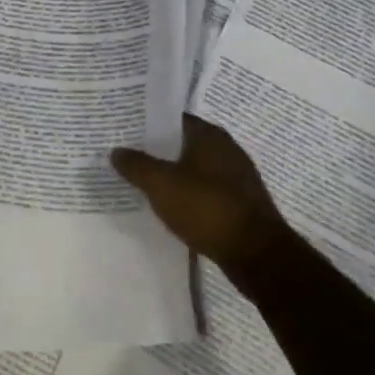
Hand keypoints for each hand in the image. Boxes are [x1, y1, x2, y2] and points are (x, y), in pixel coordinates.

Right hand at [111, 114, 290, 273]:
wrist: (258, 255)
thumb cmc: (207, 209)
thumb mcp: (161, 185)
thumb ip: (136, 165)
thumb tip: (116, 150)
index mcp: (209, 135)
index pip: (172, 118)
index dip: (146, 122)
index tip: (123, 129)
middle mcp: (226, 149)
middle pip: (182, 143)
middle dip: (155, 149)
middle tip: (125, 155)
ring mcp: (235, 177)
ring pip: (193, 168)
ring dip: (170, 173)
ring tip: (141, 181)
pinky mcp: (239, 203)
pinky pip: (204, 190)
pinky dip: (186, 194)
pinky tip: (168, 205)